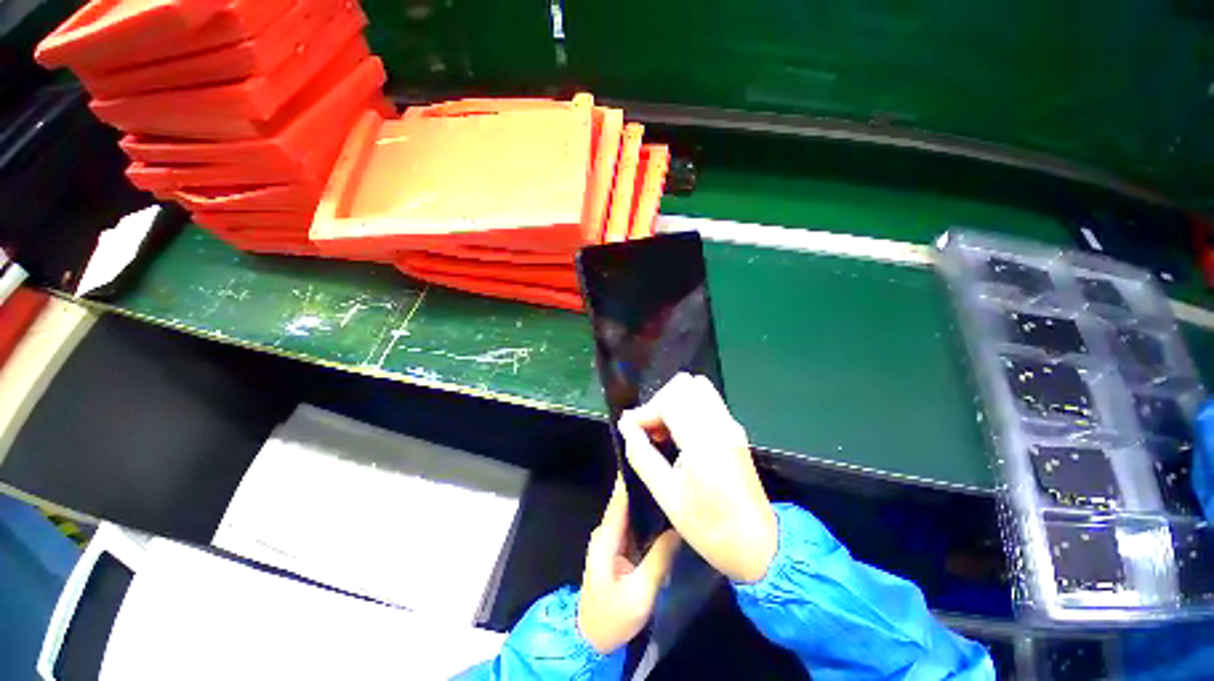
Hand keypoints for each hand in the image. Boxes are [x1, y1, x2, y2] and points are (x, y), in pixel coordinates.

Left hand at [578, 478, 679, 653]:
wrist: (591, 641)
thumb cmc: (612, 618)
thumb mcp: (640, 592)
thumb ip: (659, 558)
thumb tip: (678, 529)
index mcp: (606, 537)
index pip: (620, 499)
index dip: (632, 478)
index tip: (649, 459)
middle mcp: (607, 532)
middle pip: (626, 502)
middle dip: (644, 486)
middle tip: (667, 471)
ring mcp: (612, 540)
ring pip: (631, 513)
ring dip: (647, 501)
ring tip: (669, 485)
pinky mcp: (618, 550)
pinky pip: (634, 526)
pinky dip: (647, 518)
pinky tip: (663, 512)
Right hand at [618, 373, 777, 583]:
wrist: (758, 545)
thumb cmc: (709, 526)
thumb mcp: (666, 495)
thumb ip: (641, 455)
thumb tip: (626, 426)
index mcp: (703, 440)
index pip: (668, 400)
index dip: (644, 411)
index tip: (630, 430)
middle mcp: (720, 423)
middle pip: (684, 384)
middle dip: (659, 401)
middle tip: (649, 430)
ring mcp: (730, 423)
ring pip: (697, 387)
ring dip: (674, 401)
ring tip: (663, 431)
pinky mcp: (735, 429)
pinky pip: (706, 400)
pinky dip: (687, 407)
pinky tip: (679, 434)